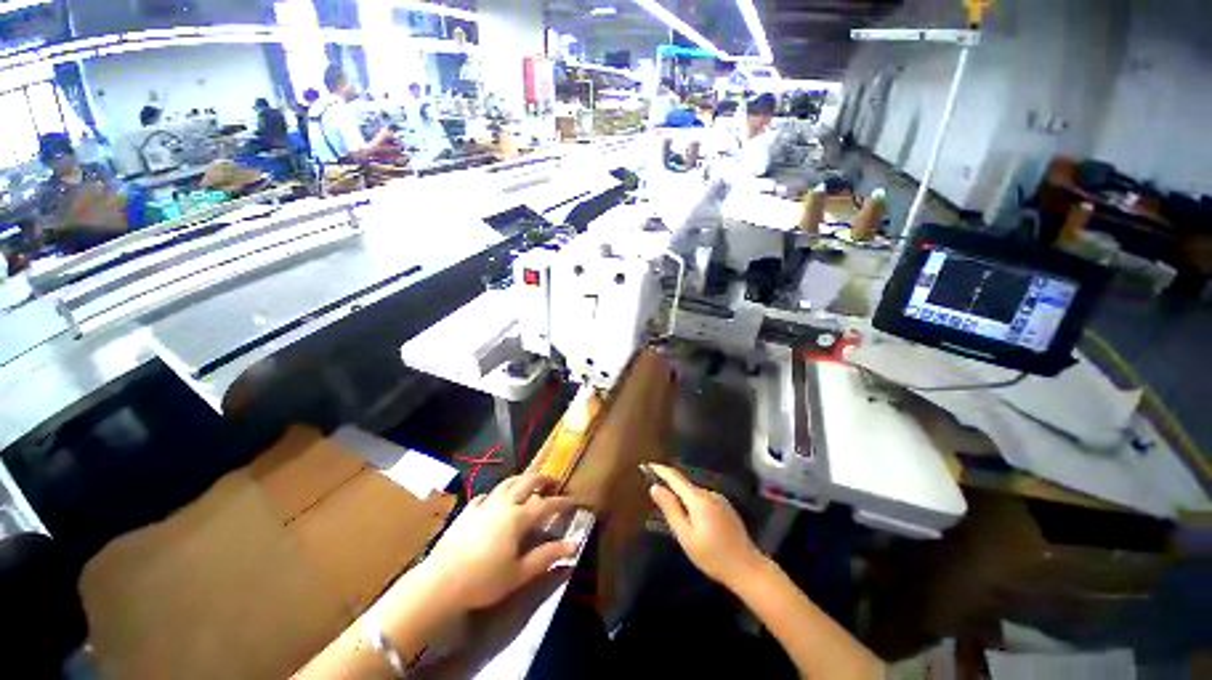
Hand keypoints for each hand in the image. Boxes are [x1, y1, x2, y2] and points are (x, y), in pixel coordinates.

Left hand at [426, 474, 577, 610]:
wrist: (440, 583)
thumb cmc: (483, 581)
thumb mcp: (519, 573)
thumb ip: (547, 556)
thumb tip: (574, 546)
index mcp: (518, 517)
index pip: (547, 504)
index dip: (562, 502)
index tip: (573, 501)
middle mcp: (504, 503)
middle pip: (528, 481)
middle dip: (544, 480)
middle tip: (553, 484)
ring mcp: (485, 504)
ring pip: (508, 482)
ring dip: (523, 480)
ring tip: (530, 485)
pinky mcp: (468, 510)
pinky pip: (488, 494)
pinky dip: (498, 493)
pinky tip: (497, 501)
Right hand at [646, 464, 764, 587]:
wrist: (748, 568)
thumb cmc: (713, 556)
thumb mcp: (686, 535)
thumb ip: (670, 509)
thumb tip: (655, 487)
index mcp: (698, 499)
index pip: (675, 478)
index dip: (660, 470)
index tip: (647, 465)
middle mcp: (709, 493)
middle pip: (685, 485)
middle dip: (670, 485)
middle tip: (656, 493)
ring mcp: (719, 499)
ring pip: (694, 493)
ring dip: (682, 496)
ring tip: (672, 509)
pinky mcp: (726, 507)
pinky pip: (703, 499)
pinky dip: (693, 502)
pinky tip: (692, 517)